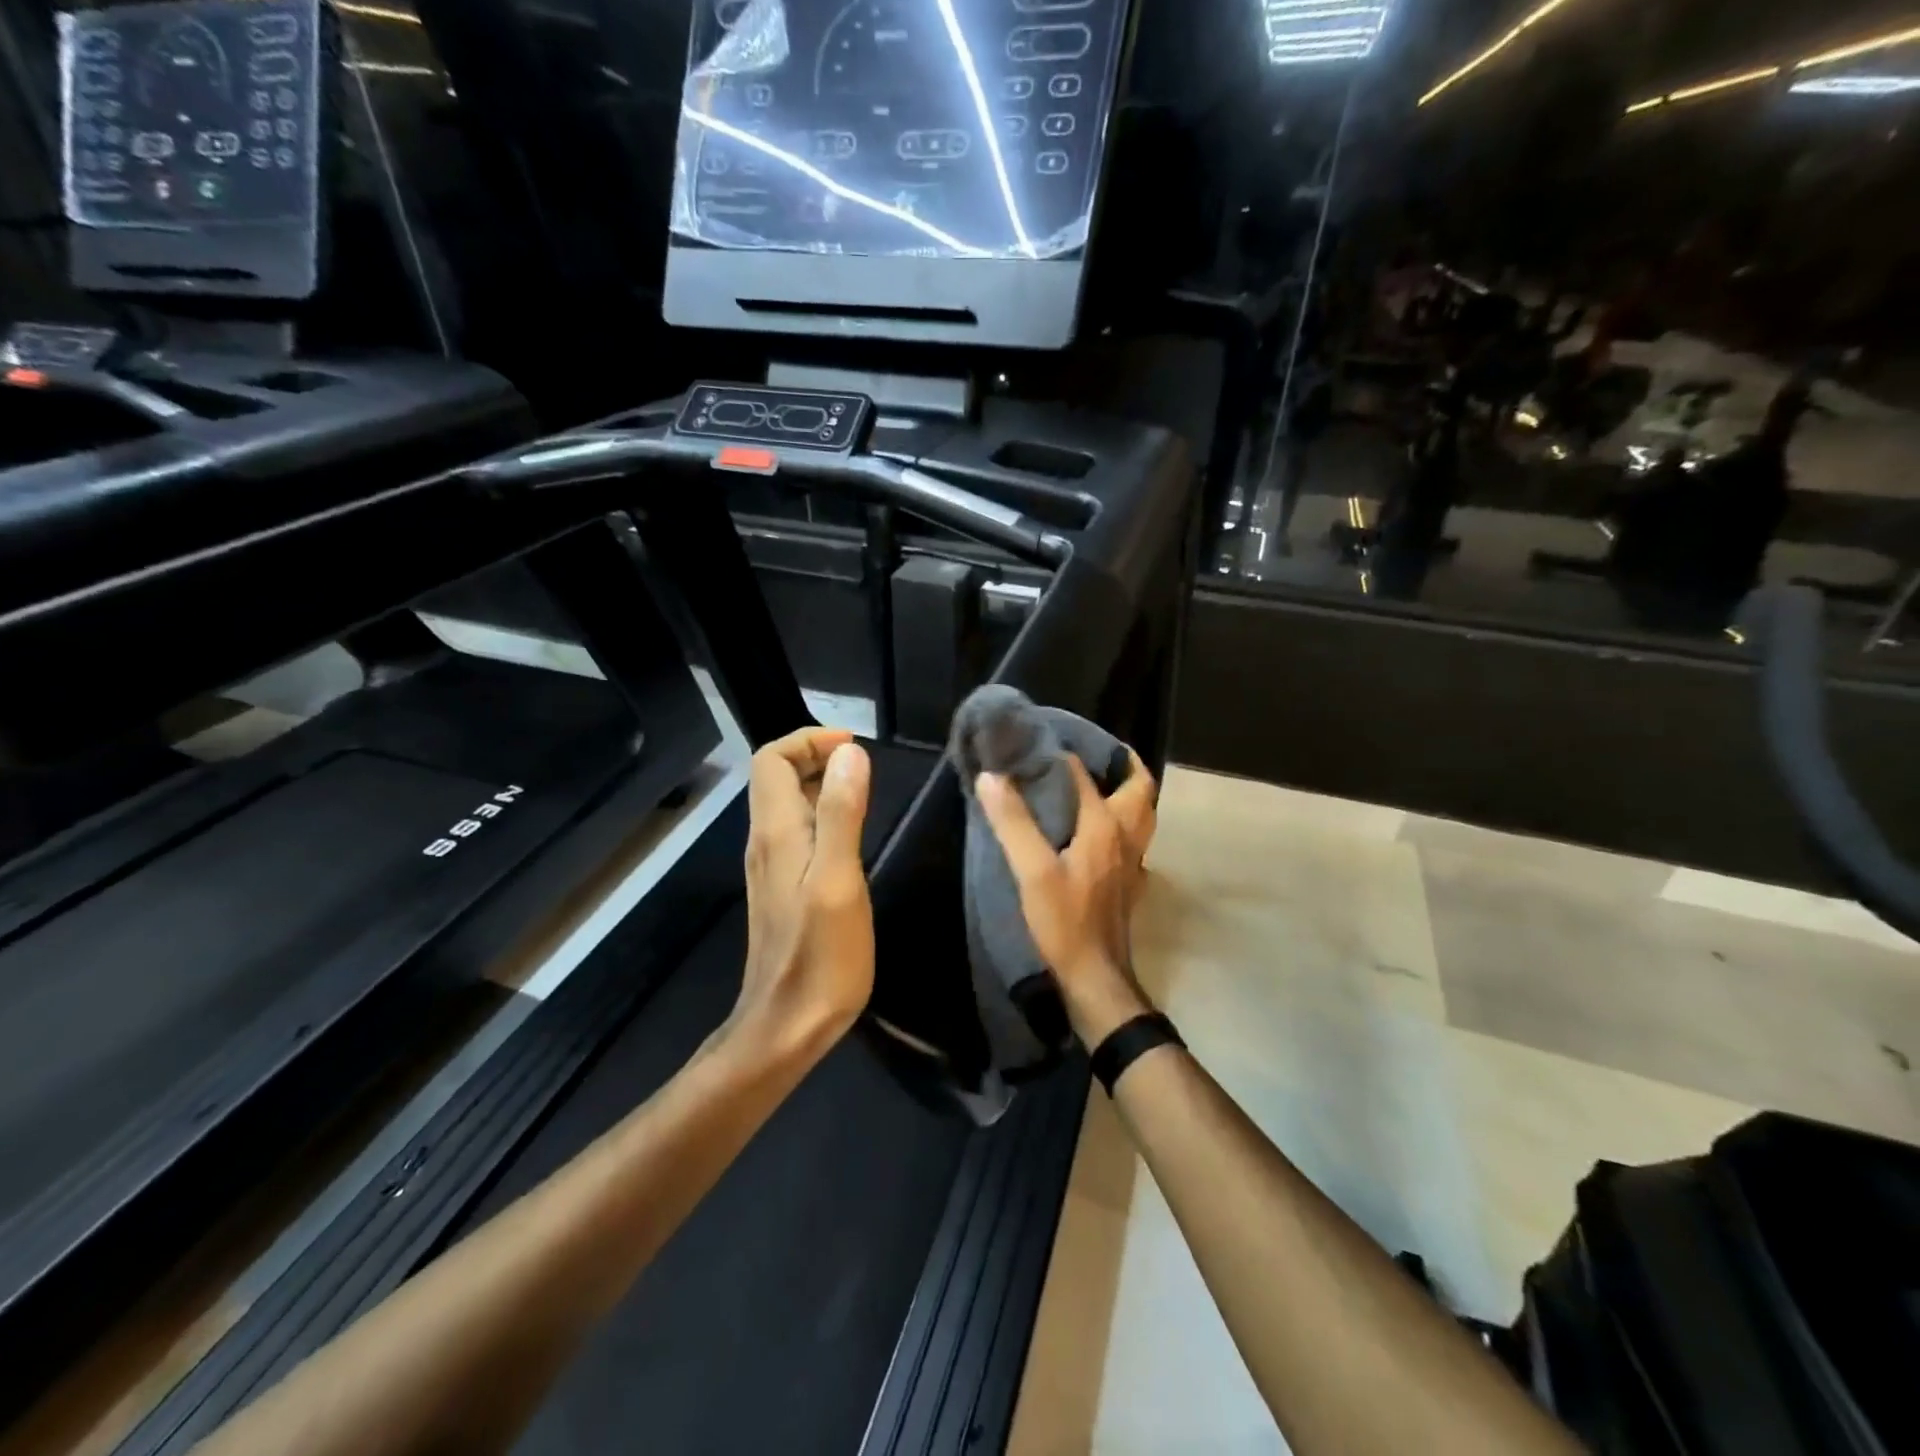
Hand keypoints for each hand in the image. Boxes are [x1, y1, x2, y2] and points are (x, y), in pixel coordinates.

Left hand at [731, 727, 874, 1060]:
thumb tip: (850, 753)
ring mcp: (772, 867)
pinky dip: (823, 814)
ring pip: (788, 804)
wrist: (786, 1027)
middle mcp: (766, 842)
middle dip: (816, 756)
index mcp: (776, 832)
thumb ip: (841, 813)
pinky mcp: (783, 889)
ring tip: (864, 789)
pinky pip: (798, 832)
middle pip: (777, 776)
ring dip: (821, 783)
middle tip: (864, 764)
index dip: (808, 740)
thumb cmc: (820, 957)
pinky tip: (852, 834)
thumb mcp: (838, 880)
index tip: (853, 746)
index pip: (771, 759)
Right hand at [976, 749, 1158, 1045]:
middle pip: (1140, 789)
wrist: (1095, 976)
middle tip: (1097, 754)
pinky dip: (1123, 825)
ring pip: (1142, 816)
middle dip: (1124, 765)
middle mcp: (1126, 837)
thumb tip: (993, 776)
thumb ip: (1013, 822)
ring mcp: (1133, 863)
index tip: (1038, 746)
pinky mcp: (1130, 885)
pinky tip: (1100, 835)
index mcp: (1105, 826)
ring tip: (1101, 785)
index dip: (1062, 758)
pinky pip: (1134, 842)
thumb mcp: (1032, 871)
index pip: (1084, 777)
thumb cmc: (1064, 921)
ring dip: (1128, 794)